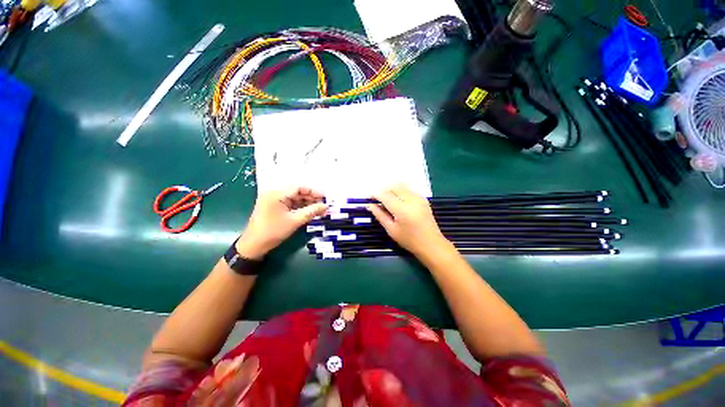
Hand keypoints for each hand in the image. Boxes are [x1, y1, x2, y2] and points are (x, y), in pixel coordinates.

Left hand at [236, 187, 327, 259]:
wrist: (253, 246)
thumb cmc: (272, 232)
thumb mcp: (294, 221)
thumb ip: (311, 212)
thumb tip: (326, 206)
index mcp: (276, 194)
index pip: (298, 187)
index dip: (313, 191)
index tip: (325, 198)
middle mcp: (274, 194)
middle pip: (297, 192)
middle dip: (311, 198)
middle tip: (324, 204)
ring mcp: (274, 201)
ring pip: (295, 198)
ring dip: (307, 203)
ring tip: (320, 209)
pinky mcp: (275, 207)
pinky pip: (291, 204)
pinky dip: (301, 207)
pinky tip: (310, 211)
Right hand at [367, 185, 449, 257]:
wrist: (431, 244)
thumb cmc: (409, 240)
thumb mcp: (391, 230)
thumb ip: (379, 215)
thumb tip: (369, 204)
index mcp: (402, 209)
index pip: (385, 195)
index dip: (374, 195)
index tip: (367, 199)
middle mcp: (411, 199)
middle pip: (393, 187)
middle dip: (382, 191)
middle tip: (376, 200)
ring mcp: (419, 197)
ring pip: (400, 186)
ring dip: (391, 190)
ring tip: (386, 201)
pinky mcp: (422, 198)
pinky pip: (407, 189)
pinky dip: (399, 191)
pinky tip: (397, 201)